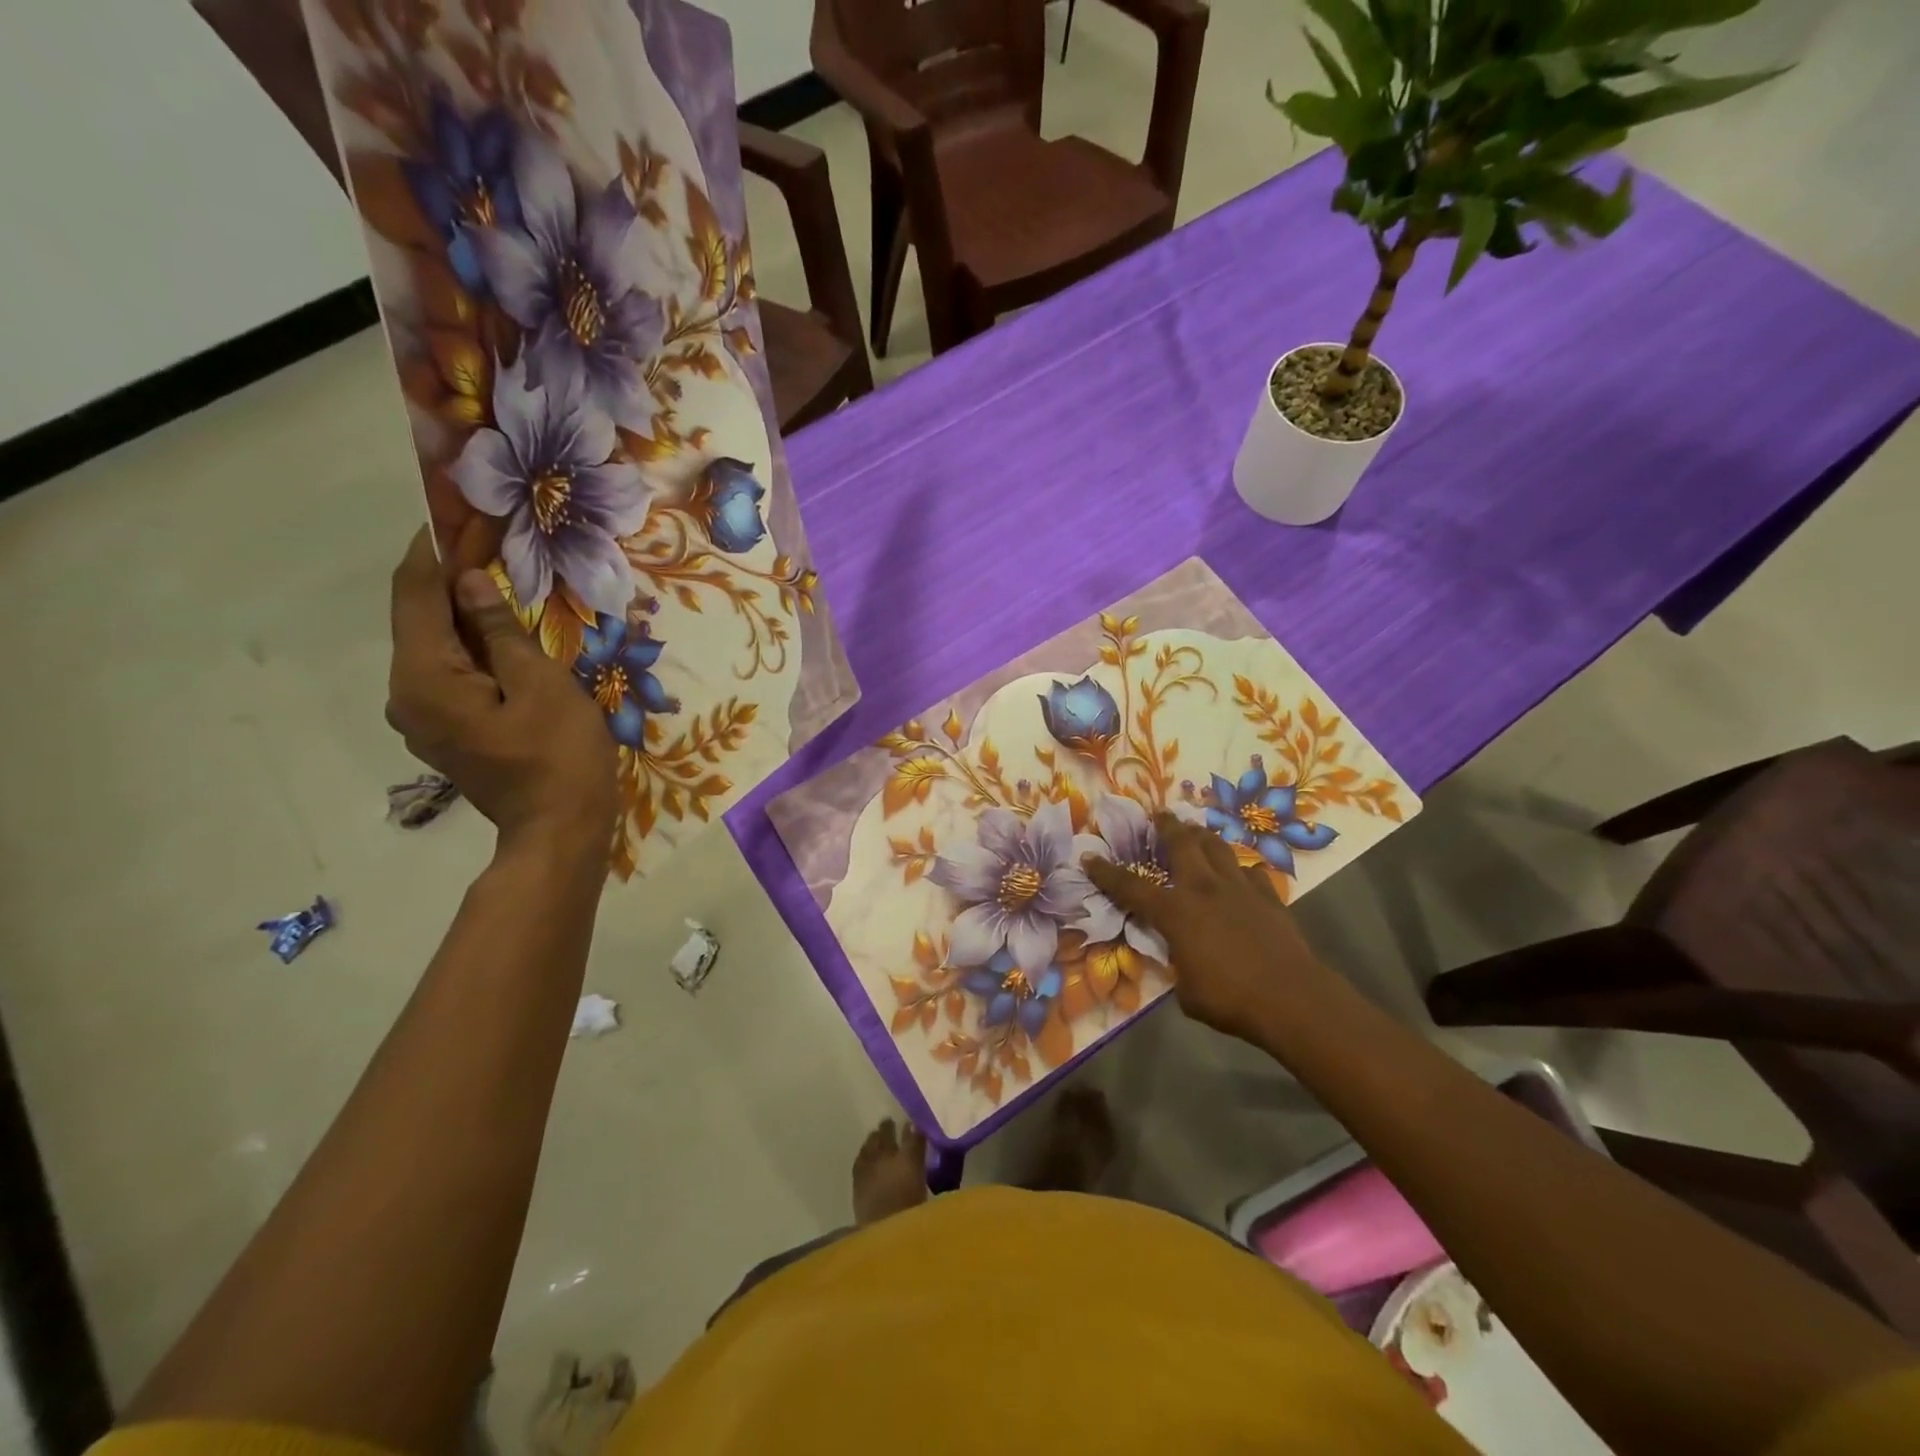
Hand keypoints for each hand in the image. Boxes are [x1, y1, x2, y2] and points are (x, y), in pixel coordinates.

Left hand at [386, 530, 616, 862]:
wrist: (560, 831)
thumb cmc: (559, 756)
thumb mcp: (541, 684)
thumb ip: (500, 630)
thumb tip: (467, 581)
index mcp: (425, 678)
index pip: (416, 595)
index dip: (434, 549)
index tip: (457, 512)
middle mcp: (408, 694)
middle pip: (421, 619)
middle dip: (452, 576)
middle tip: (490, 541)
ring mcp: (425, 717)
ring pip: (438, 646)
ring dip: (465, 611)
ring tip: (502, 579)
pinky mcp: (448, 730)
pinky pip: (452, 673)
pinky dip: (473, 645)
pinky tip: (504, 633)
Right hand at [1084, 814, 1326, 1044]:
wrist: (1292, 999)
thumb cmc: (1230, 999)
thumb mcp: (1186, 990)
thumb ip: (1177, 964)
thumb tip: (1180, 956)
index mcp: (1175, 912)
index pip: (1131, 887)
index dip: (1107, 872)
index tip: (1089, 857)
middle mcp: (1204, 889)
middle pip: (1181, 844)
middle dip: (1166, 826)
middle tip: (1158, 814)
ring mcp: (1239, 888)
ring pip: (1217, 847)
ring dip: (1202, 836)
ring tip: (1195, 831)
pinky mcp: (1269, 896)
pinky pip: (1251, 871)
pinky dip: (1241, 868)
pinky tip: (1240, 873)